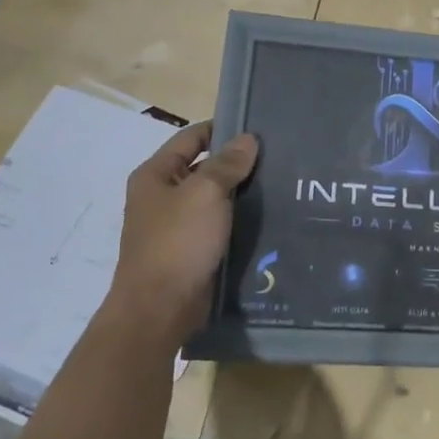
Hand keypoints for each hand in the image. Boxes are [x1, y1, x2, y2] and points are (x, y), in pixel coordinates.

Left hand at [106, 121, 257, 351]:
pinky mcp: (192, 250)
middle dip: (238, 162)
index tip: (261, 128)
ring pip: (216, 198)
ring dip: (242, 193)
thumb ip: (227, 164)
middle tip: (279, 156)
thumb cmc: (177, 243)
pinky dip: (240, 219)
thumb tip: (248, 139)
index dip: (224, 128)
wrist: (159, 310)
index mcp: (156, 175)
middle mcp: (163, 196)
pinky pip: (220, 225)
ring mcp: (177, 225)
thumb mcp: (205, 194)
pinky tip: (270, 216)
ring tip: (282, 183)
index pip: (193, 137)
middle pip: (205, 167)